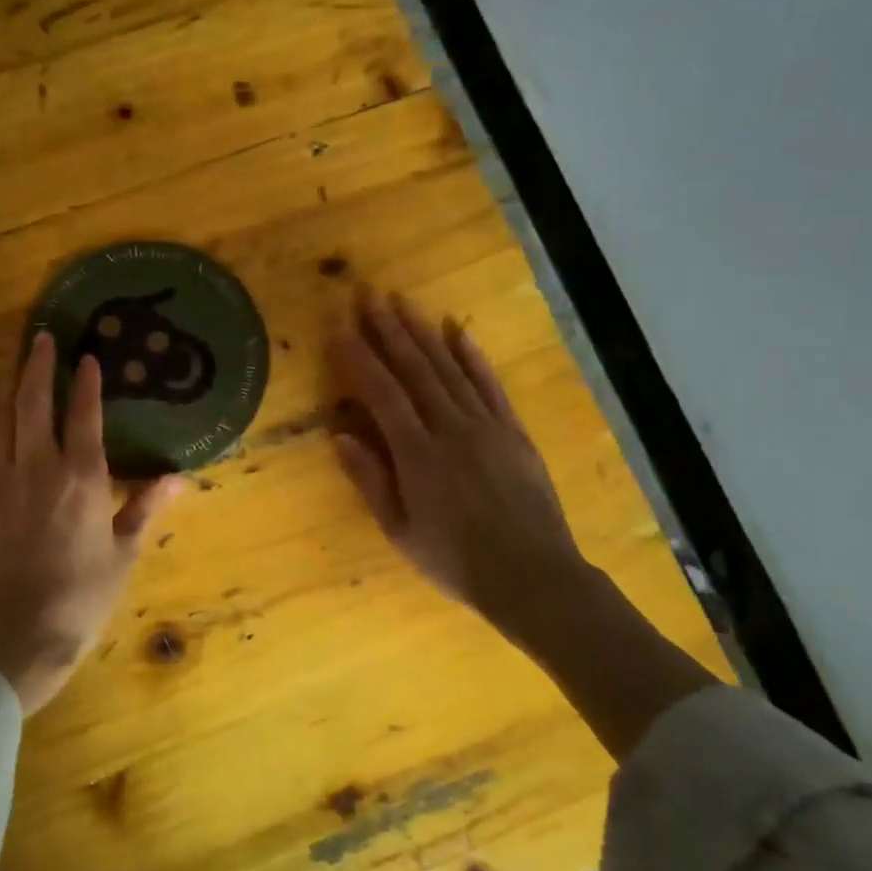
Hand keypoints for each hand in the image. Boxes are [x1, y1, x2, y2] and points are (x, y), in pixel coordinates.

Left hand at [0, 332, 183, 714]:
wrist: (14, 634)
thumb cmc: (80, 597)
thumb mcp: (123, 553)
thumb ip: (145, 508)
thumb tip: (179, 478)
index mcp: (82, 478)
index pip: (85, 415)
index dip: (87, 382)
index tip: (87, 358)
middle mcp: (38, 467)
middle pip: (35, 403)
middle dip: (39, 366)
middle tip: (41, 337)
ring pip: (1, 418)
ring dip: (8, 385)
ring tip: (13, 362)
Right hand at [334, 288, 594, 639]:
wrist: (532, 576)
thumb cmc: (454, 560)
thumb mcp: (400, 529)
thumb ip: (370, 480)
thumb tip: (339, 435)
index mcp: (417, 454)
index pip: (381, 392)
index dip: (359, 356)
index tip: (340, 326)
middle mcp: (450, 428)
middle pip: (415, 369)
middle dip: (388, 329)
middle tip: (368, 295)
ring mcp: (486, 426)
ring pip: (449, 368)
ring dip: (423, 332)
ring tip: (402, 301)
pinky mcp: (514, 431)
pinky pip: (490, 385)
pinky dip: (473, 356)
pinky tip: (458, 331)